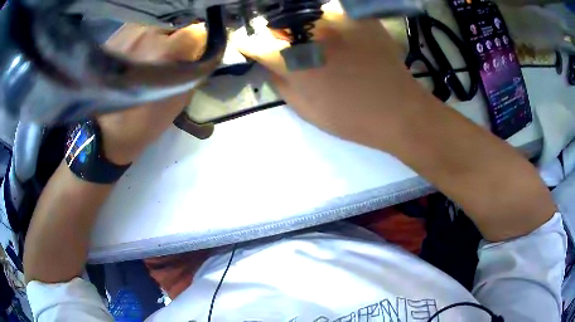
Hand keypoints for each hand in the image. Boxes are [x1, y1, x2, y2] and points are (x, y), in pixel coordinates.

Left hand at [98, 24, 206, 164]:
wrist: (102, 131)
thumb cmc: (143, 123)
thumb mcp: (178, 102)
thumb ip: (194, 72)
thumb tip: (203, 52)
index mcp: (168, 53)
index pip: (198, 31)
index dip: (200, 41)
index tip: (196, 51)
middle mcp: (149, 35)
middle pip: (178, 24)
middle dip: (180, 38)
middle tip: (173, 55)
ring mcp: (130, 32)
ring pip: (158, 25)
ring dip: (161, 37)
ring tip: (152, 54)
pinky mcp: (116, 35)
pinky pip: (140, 28)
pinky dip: (144, 38)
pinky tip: (137, 53)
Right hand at [236, 3, 424, 148]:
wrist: (398, 110)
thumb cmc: (351, 117)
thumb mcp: (306, 110)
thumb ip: (280, 83)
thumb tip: (268, 64)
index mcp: (293, 60)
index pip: (254, 42)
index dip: (248, 46)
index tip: (250, 49)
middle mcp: (310, 33)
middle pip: (276, 23)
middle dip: (273, 35)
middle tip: (283, 46)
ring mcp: (336, 20)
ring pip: (302, 14)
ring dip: (298, 26)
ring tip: (310, 40)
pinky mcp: (356, 16)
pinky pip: (330, 12)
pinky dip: (324, 21)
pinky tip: (334, 35)